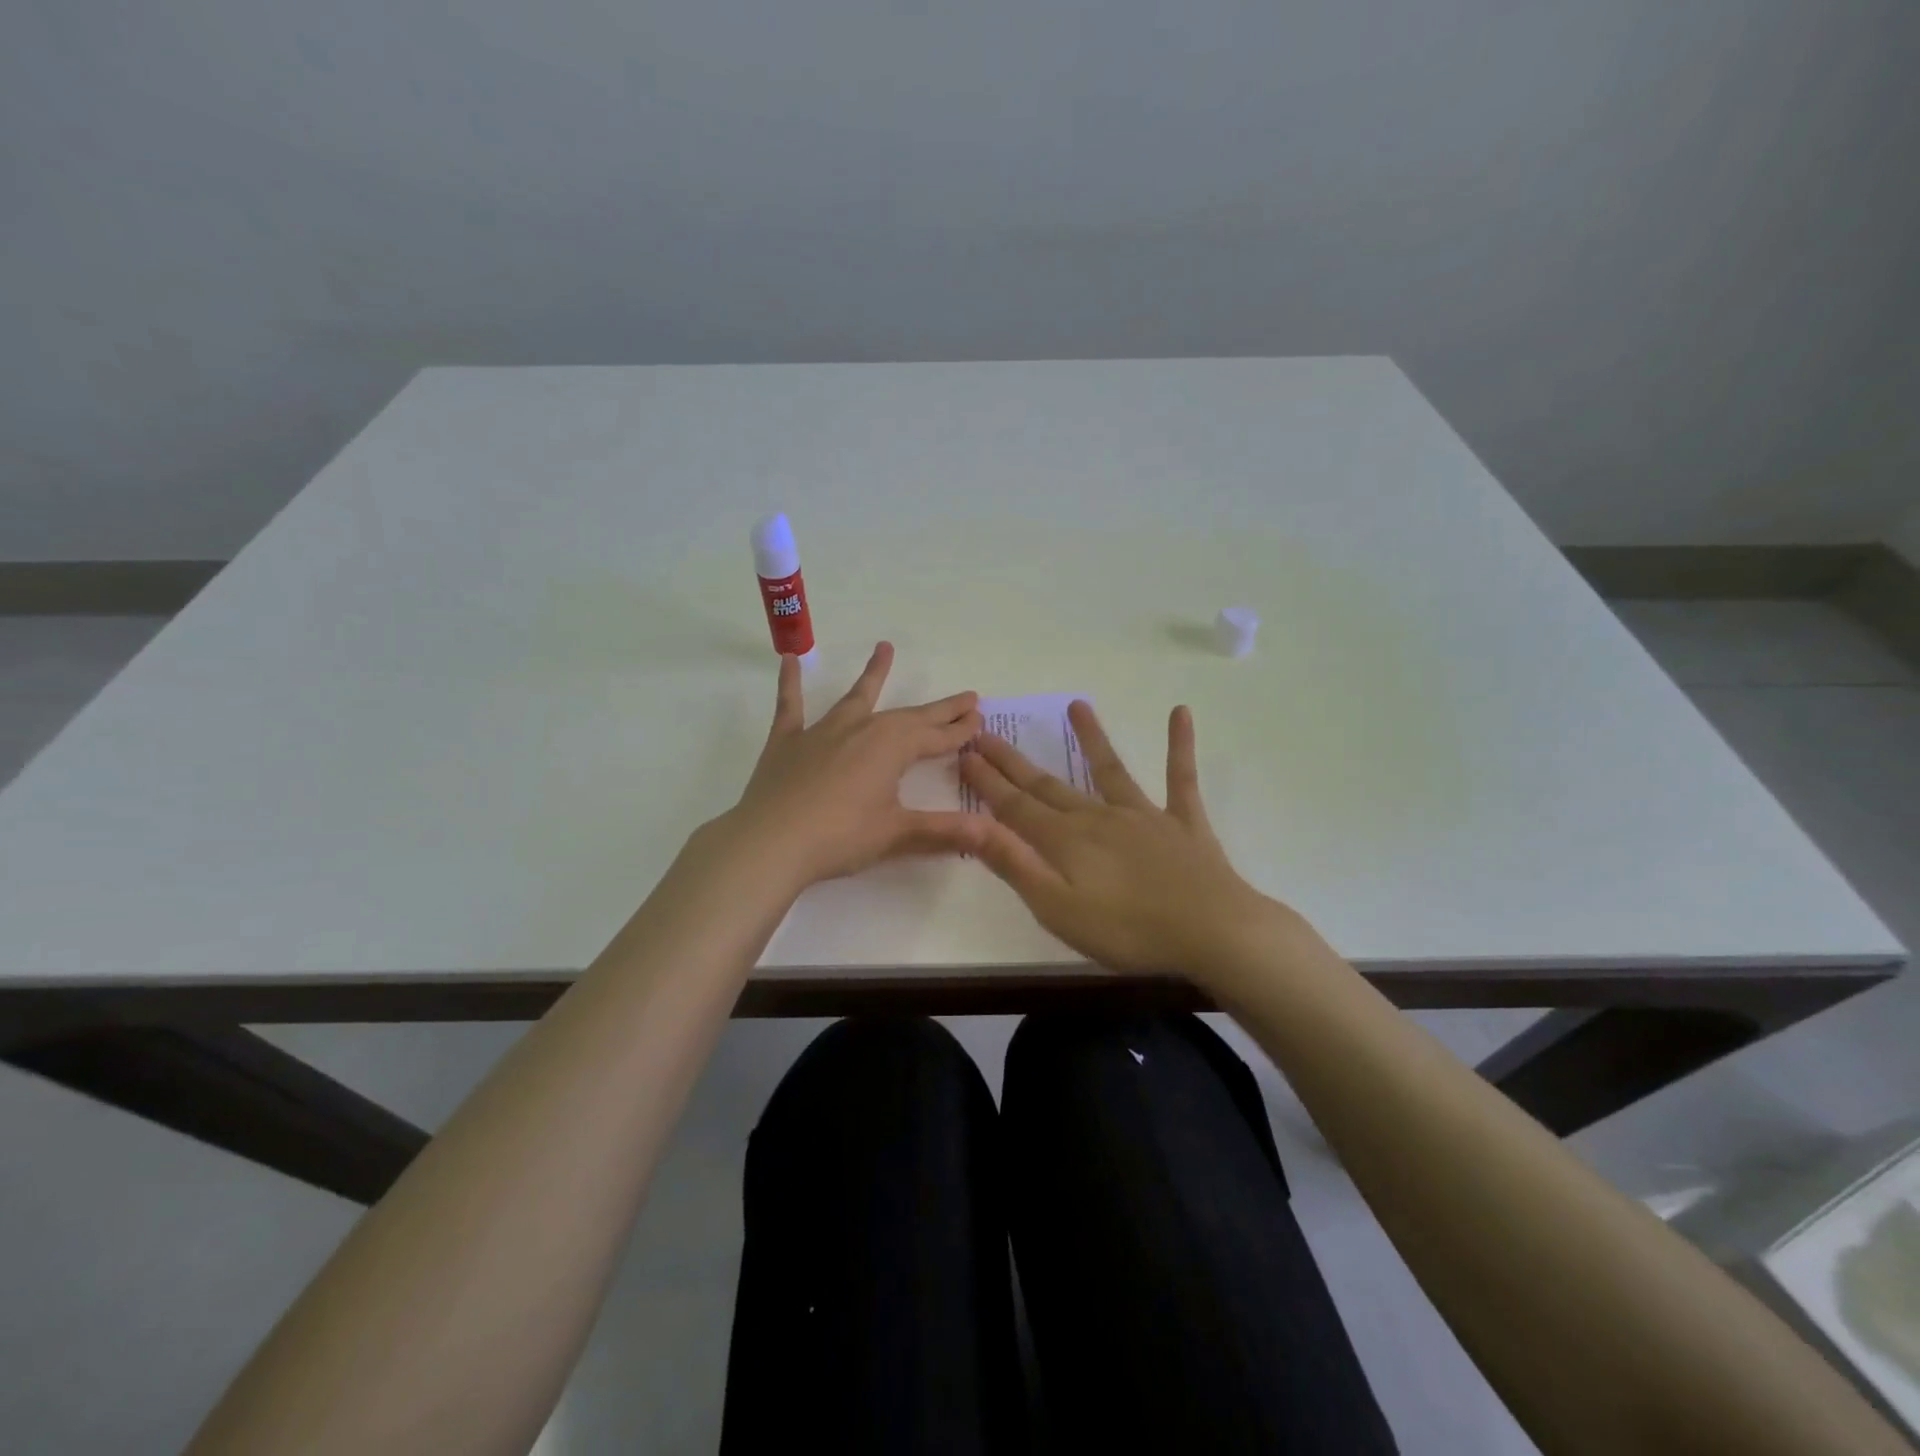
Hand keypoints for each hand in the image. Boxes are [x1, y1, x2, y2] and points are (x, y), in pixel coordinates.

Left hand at [715, 642, 987, 890]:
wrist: (770, 842)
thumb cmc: (839, 837)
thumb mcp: (896, 834)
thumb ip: (942, 830)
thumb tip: (989, 832)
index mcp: (892, 748)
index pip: (936, 737)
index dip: (960, 730)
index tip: (980, 719)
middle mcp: (861, 729)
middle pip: (908, 716)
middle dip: (939, 709)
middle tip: (966, 697)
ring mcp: (822, 731)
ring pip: (855, 697)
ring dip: (873, 674)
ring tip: (884, 647)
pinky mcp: (788, 741)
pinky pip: (791, 705)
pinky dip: (791, 682)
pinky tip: (790, 659)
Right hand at [960, 700, 1296, 986]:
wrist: (1212, 932)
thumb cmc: (1128, 930)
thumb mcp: (1056, 907)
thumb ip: (1014, 863)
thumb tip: (970, 824)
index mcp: (1065, 840)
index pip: (1014, 805)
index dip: (986, 781)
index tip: (963, 753)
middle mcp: (1098, 817)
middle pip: (1048, 784)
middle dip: (1013, 761)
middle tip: (986, 732)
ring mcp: (1144, 815)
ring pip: (1109, 770)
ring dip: (1091, 738)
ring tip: (1076, 704)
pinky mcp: (1183, 823)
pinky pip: (1180, 778)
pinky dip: (1180, 746)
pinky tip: (1181, 713)